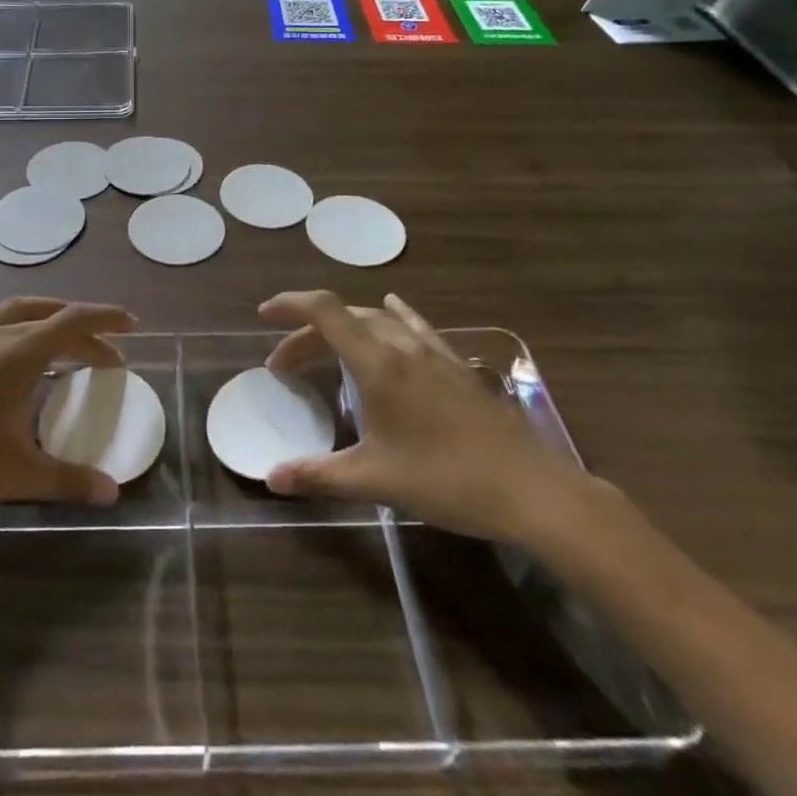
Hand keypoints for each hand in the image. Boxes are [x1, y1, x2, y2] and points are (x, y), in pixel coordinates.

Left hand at [0, 278, 136, 520]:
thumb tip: (113, 492)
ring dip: (42, 316)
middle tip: (104, 352)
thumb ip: (68, 479)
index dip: (106, 319)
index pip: (73, 322)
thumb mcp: (16, 474)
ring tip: (60, 328)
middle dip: (81, 329)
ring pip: (10, 311)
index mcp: (18, 354)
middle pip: (48, 318)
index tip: (132, 325)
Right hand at [259, 291, 586, 543]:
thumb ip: (319, 475)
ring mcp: (434, 352)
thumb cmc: (446, 480)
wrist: (531, 490)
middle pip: (345, 319)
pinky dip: (393, 316)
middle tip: (284, 366)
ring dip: (343, 329)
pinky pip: (416, 327)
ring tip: (323, 348)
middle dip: (307, 334)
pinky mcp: (457, 366)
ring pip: (377, 321)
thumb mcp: (376, 480)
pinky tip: (393, 307)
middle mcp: (402, 346)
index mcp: (378, 363)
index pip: (325, 312)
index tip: (265, 314)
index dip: (291, 305)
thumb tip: (272, 479)